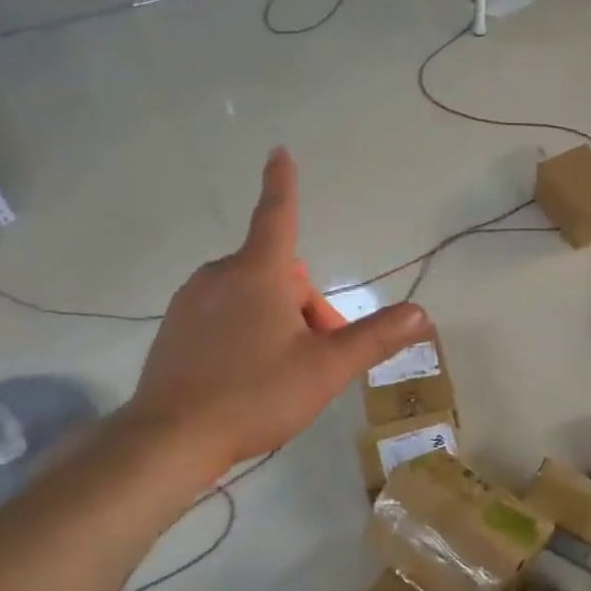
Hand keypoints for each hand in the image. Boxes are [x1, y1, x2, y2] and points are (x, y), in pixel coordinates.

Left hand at [127, 148, 426, 475]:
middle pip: (278, 275)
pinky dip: (244, 331)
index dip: (283, 184)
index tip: (278, 152)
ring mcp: (190, 300)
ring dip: (276, 320)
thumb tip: (420, 313)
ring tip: (280, 372)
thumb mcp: (325, 368)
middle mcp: (220, 275)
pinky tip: (244, 377)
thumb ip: (375, 338)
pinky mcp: (173, 327)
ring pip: (251, 296)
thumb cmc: (255, 394)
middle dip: (304, 307)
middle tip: (315, 357)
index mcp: (258, 273)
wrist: (170, 438)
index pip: (278, 215)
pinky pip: (222, 314)